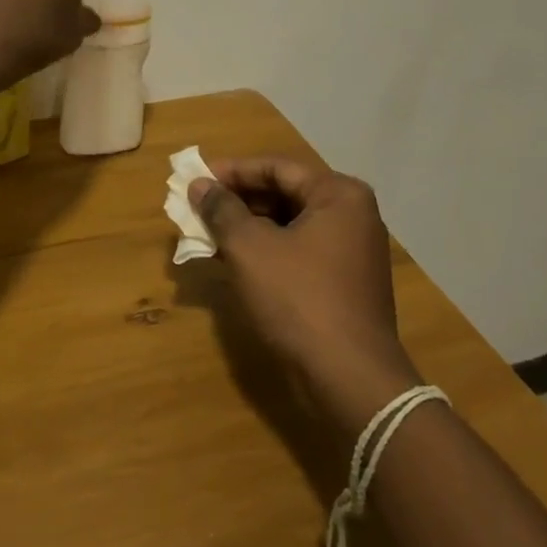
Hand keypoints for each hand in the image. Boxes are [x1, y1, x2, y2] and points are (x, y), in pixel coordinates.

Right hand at [190, 158, 418, 412]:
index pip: (276, 167)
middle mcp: (351, 216)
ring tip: (207, 231)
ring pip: (288, 223)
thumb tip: (199, 185)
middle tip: (197, 205)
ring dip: (247, 225)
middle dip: (237, 199)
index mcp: (338, 195)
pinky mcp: (343, 283)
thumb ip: (221, 210)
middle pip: (284, 193)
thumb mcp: (250, 248)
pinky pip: (297, 250)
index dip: (231, 171)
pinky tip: (233, 258)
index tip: (194, 178)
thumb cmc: (298, 299)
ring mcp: (351, 252)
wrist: (348, 380)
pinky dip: (265, 249)